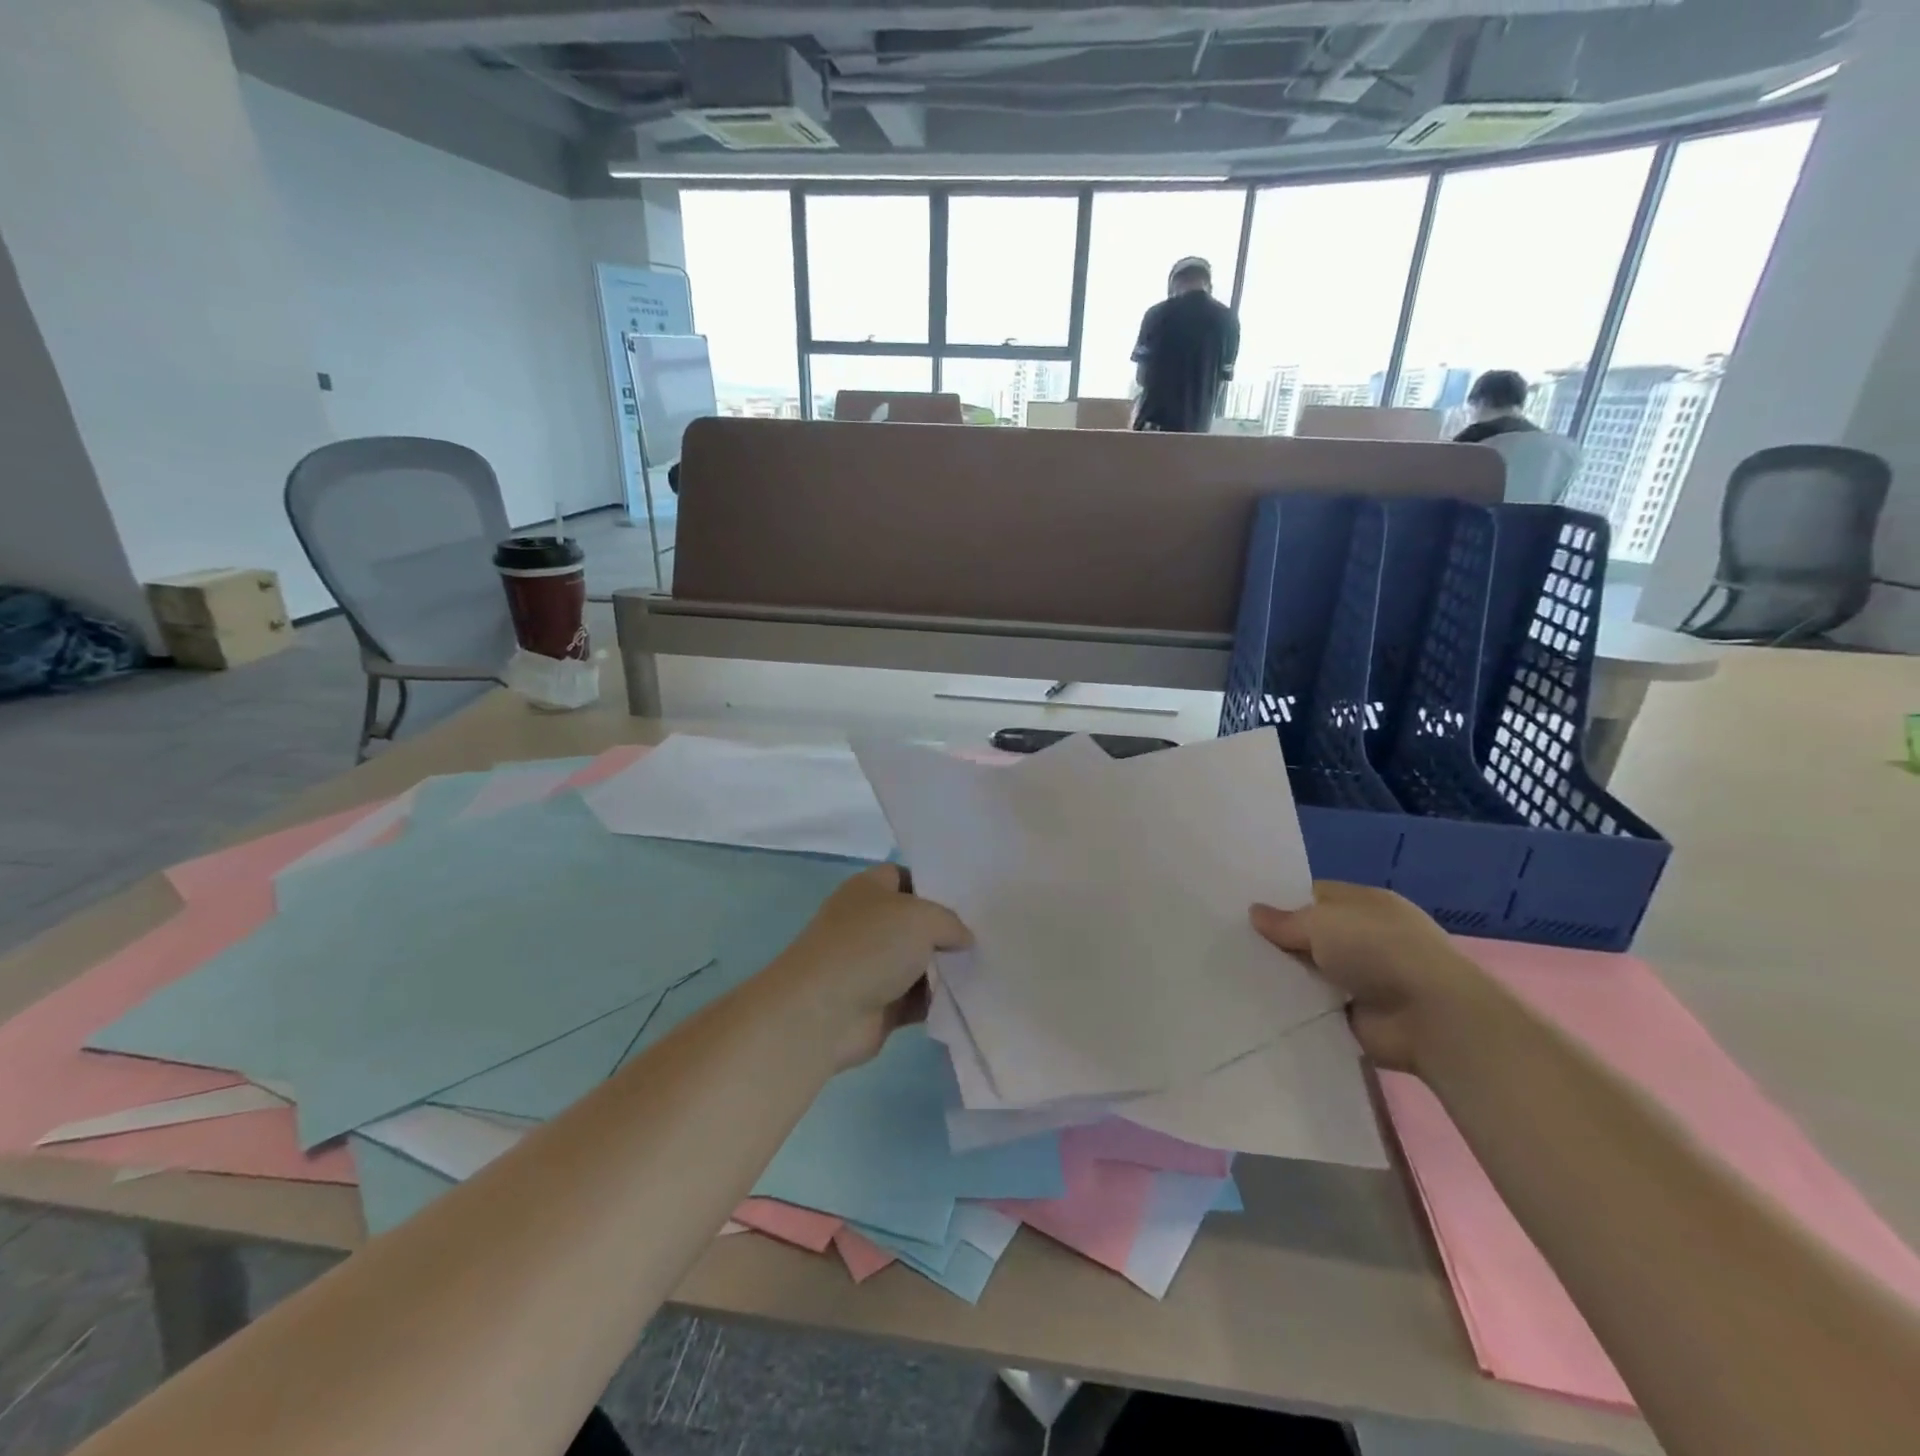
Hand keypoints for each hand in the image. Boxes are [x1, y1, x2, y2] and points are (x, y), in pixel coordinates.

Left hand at [773, 865, 971, 1068]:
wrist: (823, 1013)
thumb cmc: (870, 947)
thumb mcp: (923, 918)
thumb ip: (951, 922)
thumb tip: (963, 939)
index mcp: (869, 889)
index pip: (906, 876)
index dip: (936, 884)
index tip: (971, 898)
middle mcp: (868, 923)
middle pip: (917, 922)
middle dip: (948, 930)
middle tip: (988, 935)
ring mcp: (872, 965)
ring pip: (920, 962)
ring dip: (947, 969)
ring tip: (988, 967)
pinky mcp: (879, 1004)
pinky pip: (918, 998)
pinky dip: (938, 1000)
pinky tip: (970, 998)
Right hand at [1250, 882, 1488, 1072]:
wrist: (1432, 1018)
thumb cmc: (1379, 950)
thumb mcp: (1322, 921)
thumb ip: (1285, 920)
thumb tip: (1254, 913)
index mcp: (1365, 904)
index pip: (1314, 895)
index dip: (1281, 901)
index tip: (1244, 911)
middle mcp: (1366, 938)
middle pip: (1310, 935)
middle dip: (1278, 941)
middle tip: (1231, 943)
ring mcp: (1363, 979)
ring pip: (1310, 972)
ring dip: (1285, 977)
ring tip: (1236, 974)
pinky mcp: (1357, 1016)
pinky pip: (1315, 1006)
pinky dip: (1296, 1007)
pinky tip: (1258, 1004)